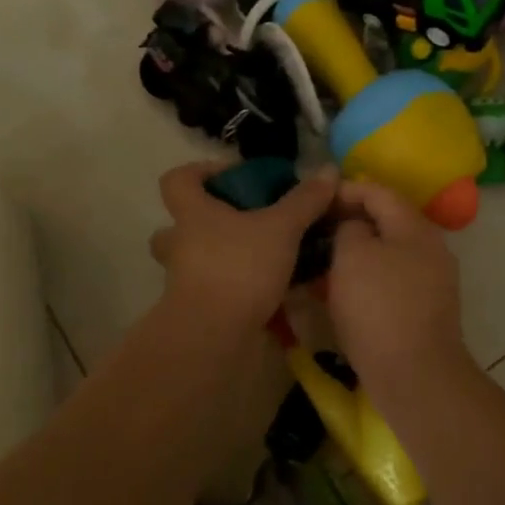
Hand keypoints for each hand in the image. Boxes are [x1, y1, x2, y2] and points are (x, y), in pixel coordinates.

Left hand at [148, 160, 337, 328]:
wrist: (213, 335)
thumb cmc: (240, 267)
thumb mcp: (281, 228)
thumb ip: (304, 201)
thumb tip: (327, 170)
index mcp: (193, 214)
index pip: (177, 180)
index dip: (200, 172)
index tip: (233, 177)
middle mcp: (181, 244)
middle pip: (177, 225)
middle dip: (204, 222)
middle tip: (242, 223)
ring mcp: (184, 279)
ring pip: (194, 260)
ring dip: (220, 257)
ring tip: (258, 257)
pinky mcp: (197, 308)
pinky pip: (213, 289)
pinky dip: (235, 287)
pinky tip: (267, 291)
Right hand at [326, 180, 470, 397]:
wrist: (415, 375)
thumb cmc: (379, 307)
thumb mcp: (352, 256)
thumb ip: (349, 228)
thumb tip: (354, 227)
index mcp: (415, 227)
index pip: (378, 192)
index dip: (346, 190)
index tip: (316, 200)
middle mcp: (431, 247)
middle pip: (388, 221)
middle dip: (352, 221)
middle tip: (318, 229)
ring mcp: (433, 279)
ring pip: (390, 252)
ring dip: (359, 251)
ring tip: (327, 259)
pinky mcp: (427, 308)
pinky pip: (394, 279)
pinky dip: (370, 277)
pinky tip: (347, 290)